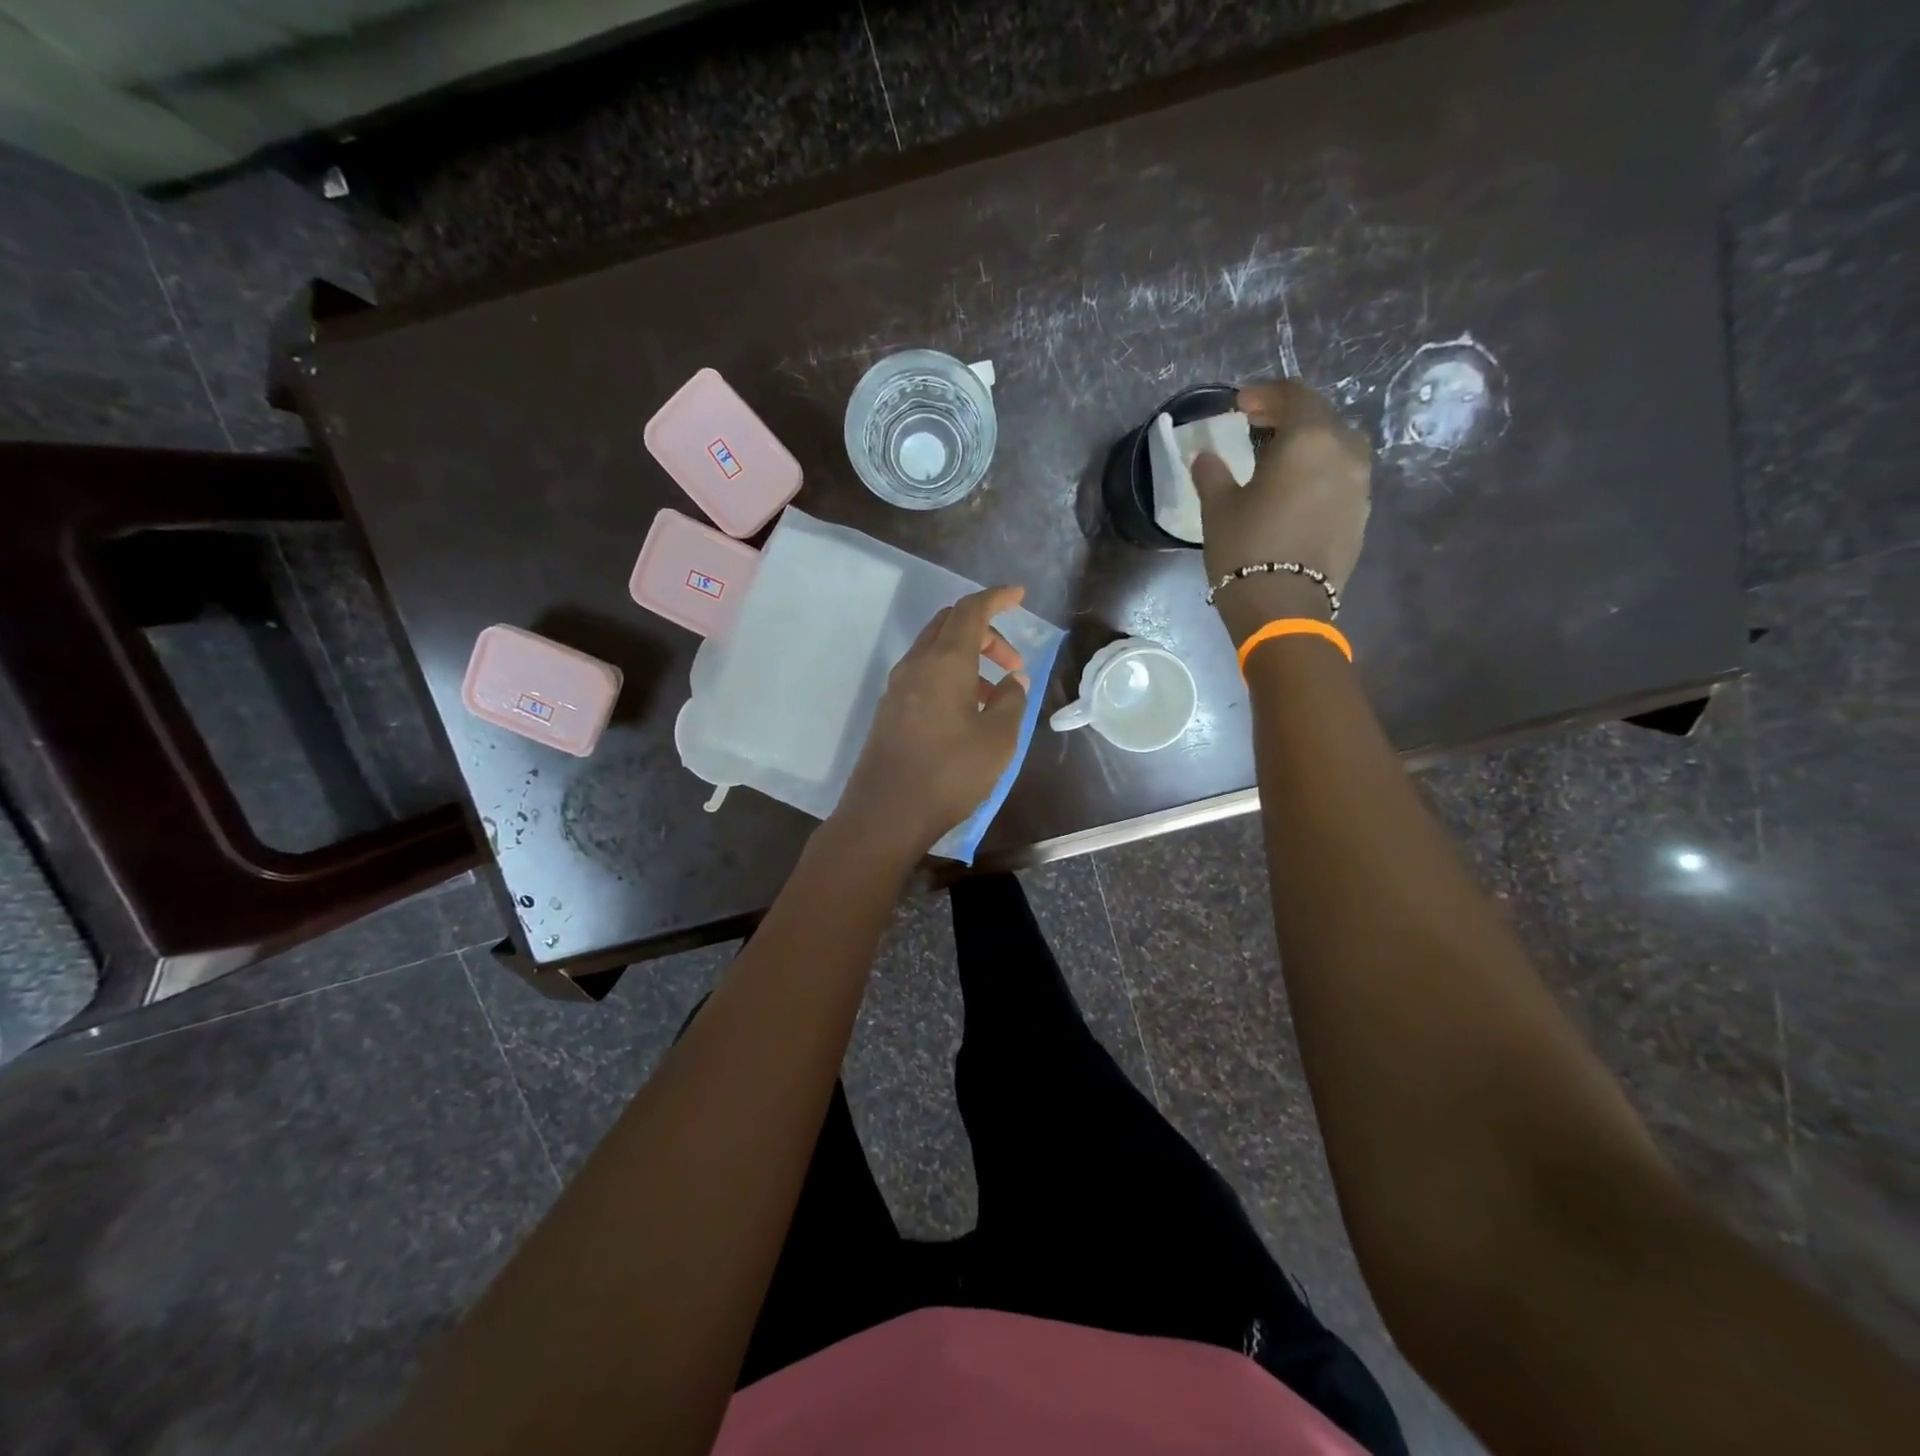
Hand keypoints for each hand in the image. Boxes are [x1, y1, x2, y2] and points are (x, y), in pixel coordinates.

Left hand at [837, 586, 1030, 854]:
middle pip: (949, 624)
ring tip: (995, 693)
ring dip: (968, 657)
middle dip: (985, 631)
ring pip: (935, 650)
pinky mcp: (890, 709)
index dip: (997, 598)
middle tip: (1012, 661)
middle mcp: (916, 664)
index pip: (971, 610)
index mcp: (944, 661)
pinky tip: (967, 710)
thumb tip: (1012, 679)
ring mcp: (897, 687)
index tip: (1019, 595)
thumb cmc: (949, 773)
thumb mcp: (997, 739)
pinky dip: (950, 675)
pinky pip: (924, 674)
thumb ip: (1011, 700)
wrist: (885, 814)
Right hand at [1193, 381, 1372, 646]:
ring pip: (1338, 449)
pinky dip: (1320, 475)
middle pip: (1322, 418)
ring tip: (1279, 460)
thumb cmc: (1246, 548)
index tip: (1240, 404)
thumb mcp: (1218, 507)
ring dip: (1310, 445)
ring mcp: (1359, 487)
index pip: (1295, 396)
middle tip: (1258, 426)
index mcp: (1310, 439)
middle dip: (1289, 416)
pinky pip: (1342, 480)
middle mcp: (1345, 454)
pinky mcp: (1361, 517)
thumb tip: (1205, 456)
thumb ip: (1213, 473)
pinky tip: (1296, 493)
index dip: (1266, 394)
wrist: (1284, 607)